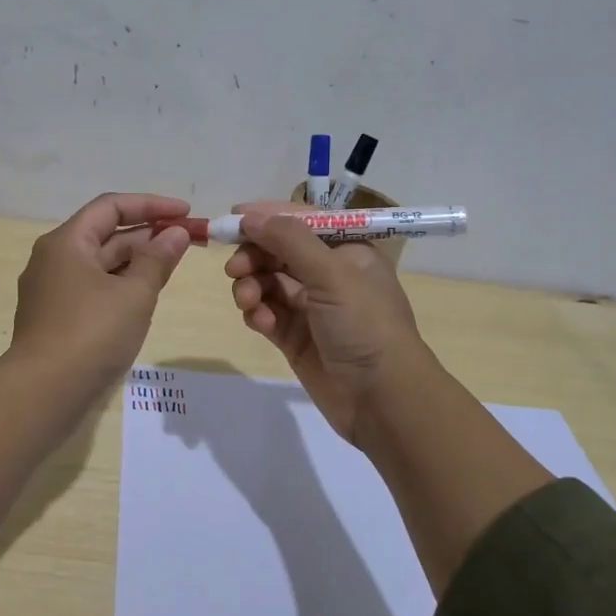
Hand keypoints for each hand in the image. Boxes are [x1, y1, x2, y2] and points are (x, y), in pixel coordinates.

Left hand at [9, 193, 192, 390]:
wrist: (43, 392)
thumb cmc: (91, 333)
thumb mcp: (134, 294)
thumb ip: (157, 259)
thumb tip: (175, 233)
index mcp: (66, 242)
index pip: (111, 207)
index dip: (151, 205)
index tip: (186, 213)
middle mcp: (53, 259)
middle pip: (105, 234)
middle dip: (147, 234)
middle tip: (188, 240)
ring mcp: (51, 290)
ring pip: (100, 264)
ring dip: (136, 260)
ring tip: (173, 265)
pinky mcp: (55, 318)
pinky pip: (93, 288)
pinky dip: (121, 284)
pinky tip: (145, 295)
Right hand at [224, 201, 428, 444]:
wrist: (383, 399)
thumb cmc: (365, 325)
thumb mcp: (332, 274)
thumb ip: (289, 240)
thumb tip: (250, 215)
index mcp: (348, 251)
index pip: (301, 221)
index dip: (267, 217)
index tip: (232, 219)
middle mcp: (329, 274)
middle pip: (278, 251)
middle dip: (254, 256)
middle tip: (234, 269)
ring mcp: (311, 307)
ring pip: (268, 282)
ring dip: (252, 286)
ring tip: (248, 301)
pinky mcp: (296, 337)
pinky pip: (266, 314)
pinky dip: (259, 314)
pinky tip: (262, 323)